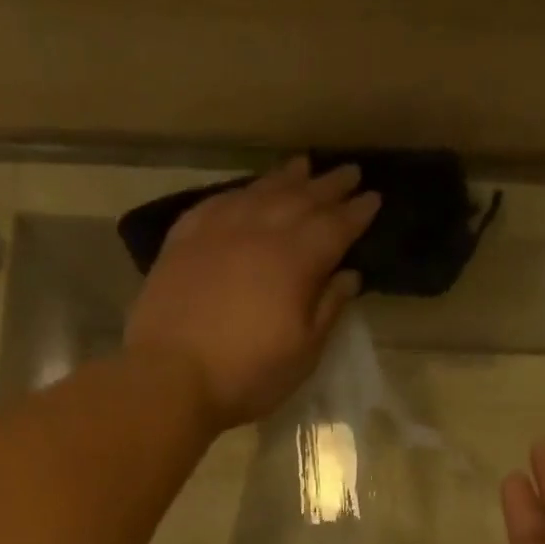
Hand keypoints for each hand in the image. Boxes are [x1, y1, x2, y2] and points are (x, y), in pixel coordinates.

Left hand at [125, 158, 381, 429]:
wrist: (169, 378)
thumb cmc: (246, 376)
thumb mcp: (302, 353)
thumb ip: (328, 309)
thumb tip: (349, 275)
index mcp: (295, 261)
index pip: (335, 226)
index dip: (357, 212)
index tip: (374, 197)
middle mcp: (259, 233)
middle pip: (300, 199)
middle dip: (328, 185)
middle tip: (349, 172)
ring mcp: (217, 232)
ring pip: (258, 192)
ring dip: (285, 178)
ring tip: (303, 165)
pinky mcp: (182, 241)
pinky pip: (217, 203)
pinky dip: (238, 192)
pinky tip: (245, 192)